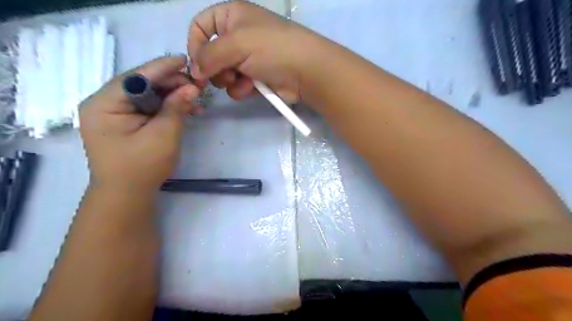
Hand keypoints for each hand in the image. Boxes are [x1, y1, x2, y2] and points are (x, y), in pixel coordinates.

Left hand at [79, 55, 200, 191]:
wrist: (127, 196)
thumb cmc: (142, 167)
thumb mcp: (163, 135)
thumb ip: (177, 108)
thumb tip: (192, 87)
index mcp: (104, 103)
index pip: (137, 76)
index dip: (163, 67)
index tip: (186, 60)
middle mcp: (105, 104)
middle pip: (142, 85)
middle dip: (171, 84)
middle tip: (197, 85)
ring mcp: (115, 115)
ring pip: (148, 96)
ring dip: (172, 96)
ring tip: (196, 99)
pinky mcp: (126, 124)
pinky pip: (148, 109)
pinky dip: (167, 108)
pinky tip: (185, 110)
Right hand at [189, 0, 321, 101]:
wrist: (306, 71)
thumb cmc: (272, 49)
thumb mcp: (237, 44)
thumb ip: (209, 56)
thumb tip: (194, 71)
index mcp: (232, 17)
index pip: (200, 26)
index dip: (194, 44)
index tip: (196, 64)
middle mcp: (238, 36)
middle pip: (210, 54)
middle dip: (213, 68)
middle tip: (222, 76)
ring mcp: (248, 59)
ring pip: (222, 73)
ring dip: (228, 80)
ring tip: (241, 80)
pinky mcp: (255, 79)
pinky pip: (237, 86)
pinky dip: (241, 89)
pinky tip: (251, 88)